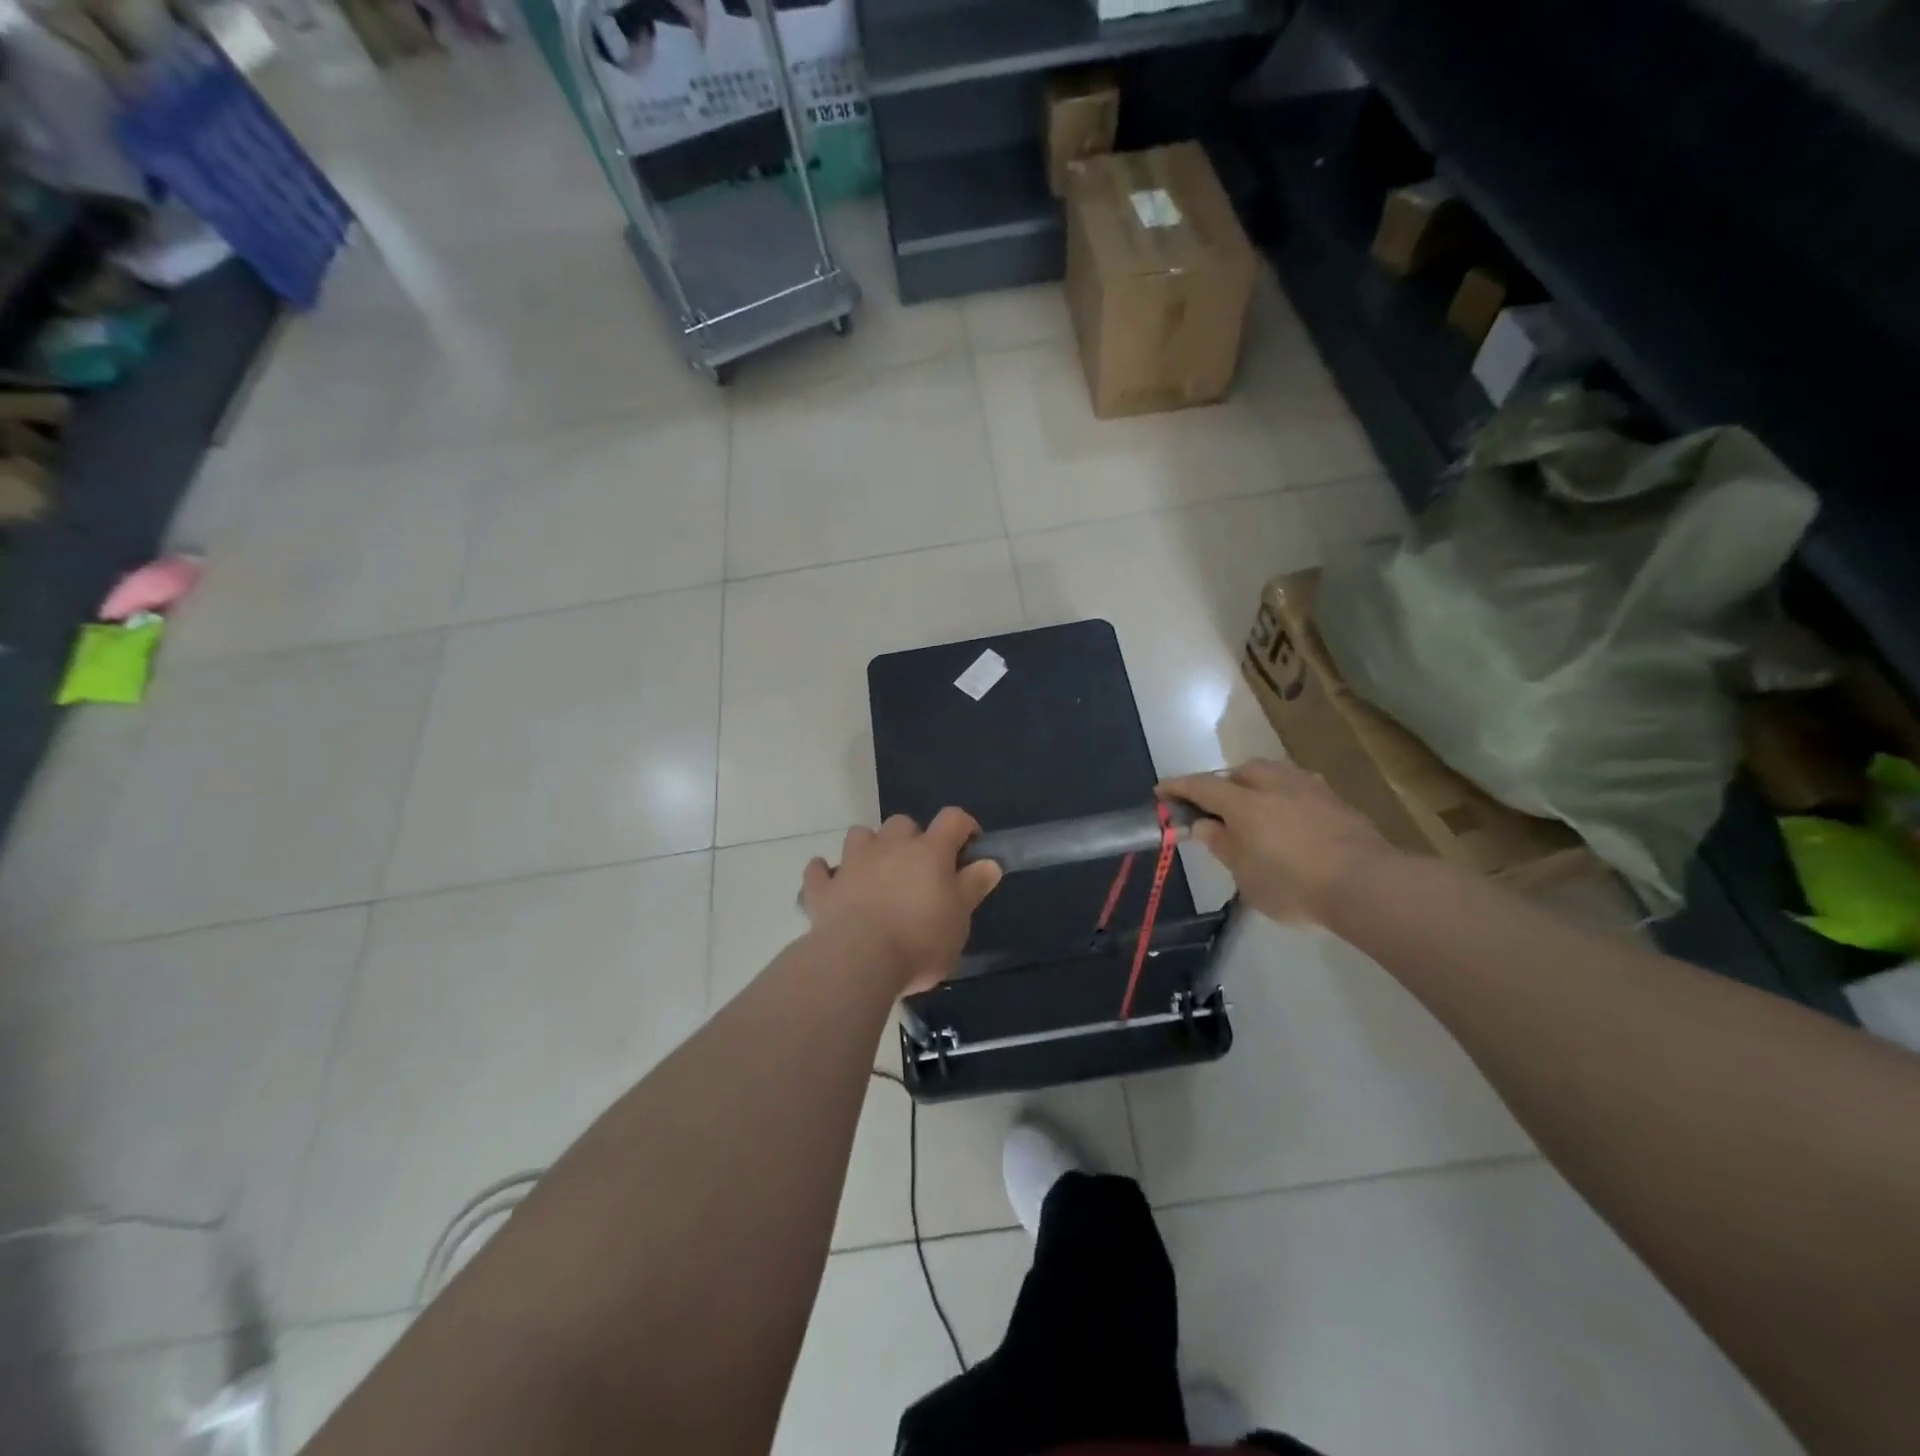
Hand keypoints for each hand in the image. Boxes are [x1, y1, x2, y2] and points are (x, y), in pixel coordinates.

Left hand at [801, 809, 1003, 995]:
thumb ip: (974, 887)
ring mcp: (852, 864)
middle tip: (919, 869)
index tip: (970, 845)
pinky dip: (825, 873)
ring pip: (859, 835)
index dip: (965, 826)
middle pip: (902, 823)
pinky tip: (831, 882)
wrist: (857, 962)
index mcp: (928, 852)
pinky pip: (819, 870)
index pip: (952, 819)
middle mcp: (889, 847)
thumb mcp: (960, 919)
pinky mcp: (823, 888)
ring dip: (869, 847)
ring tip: (876, 872)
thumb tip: (989, 862)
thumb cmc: (919, 940)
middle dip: (912, 838)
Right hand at [1158, 759, 1397, 925]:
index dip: (1179, 787)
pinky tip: (1292, 817)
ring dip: (1258, 785)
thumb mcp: (1245, 874)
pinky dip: (1287, 797)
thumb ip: (1222, 845)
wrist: (1365, 883)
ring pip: (1274, 774)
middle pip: (1241, 772)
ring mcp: (1309, 789)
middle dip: (1224, 783)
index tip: (1161, 790)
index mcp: (1244, 802)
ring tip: (1256, 808)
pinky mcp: (1336, 801)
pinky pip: (1301, 789)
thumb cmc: (1293, 884)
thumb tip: (1203, 826)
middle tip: (1218, 807)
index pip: (1202, 787)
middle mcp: (1274, 785)